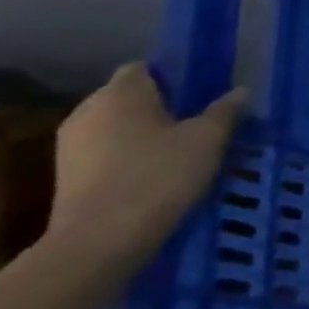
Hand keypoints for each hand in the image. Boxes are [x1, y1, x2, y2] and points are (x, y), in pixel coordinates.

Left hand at [49, 64, 245, 268]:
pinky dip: (132, 154)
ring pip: (119, 126)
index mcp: (119, 94)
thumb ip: (225, 110)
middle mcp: (87, 113)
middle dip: (163, 104)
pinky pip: (108, 151)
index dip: (175, 74)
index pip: (145, 68)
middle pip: (130, 97)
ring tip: (186, 146)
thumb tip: (240, 91)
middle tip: (203, 118)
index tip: (205, 89)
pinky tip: (160, 170)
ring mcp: (71, 146)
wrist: (100, 240)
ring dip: (147, 132)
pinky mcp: (69, 175)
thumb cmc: (159, 175)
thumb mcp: (209, 138)